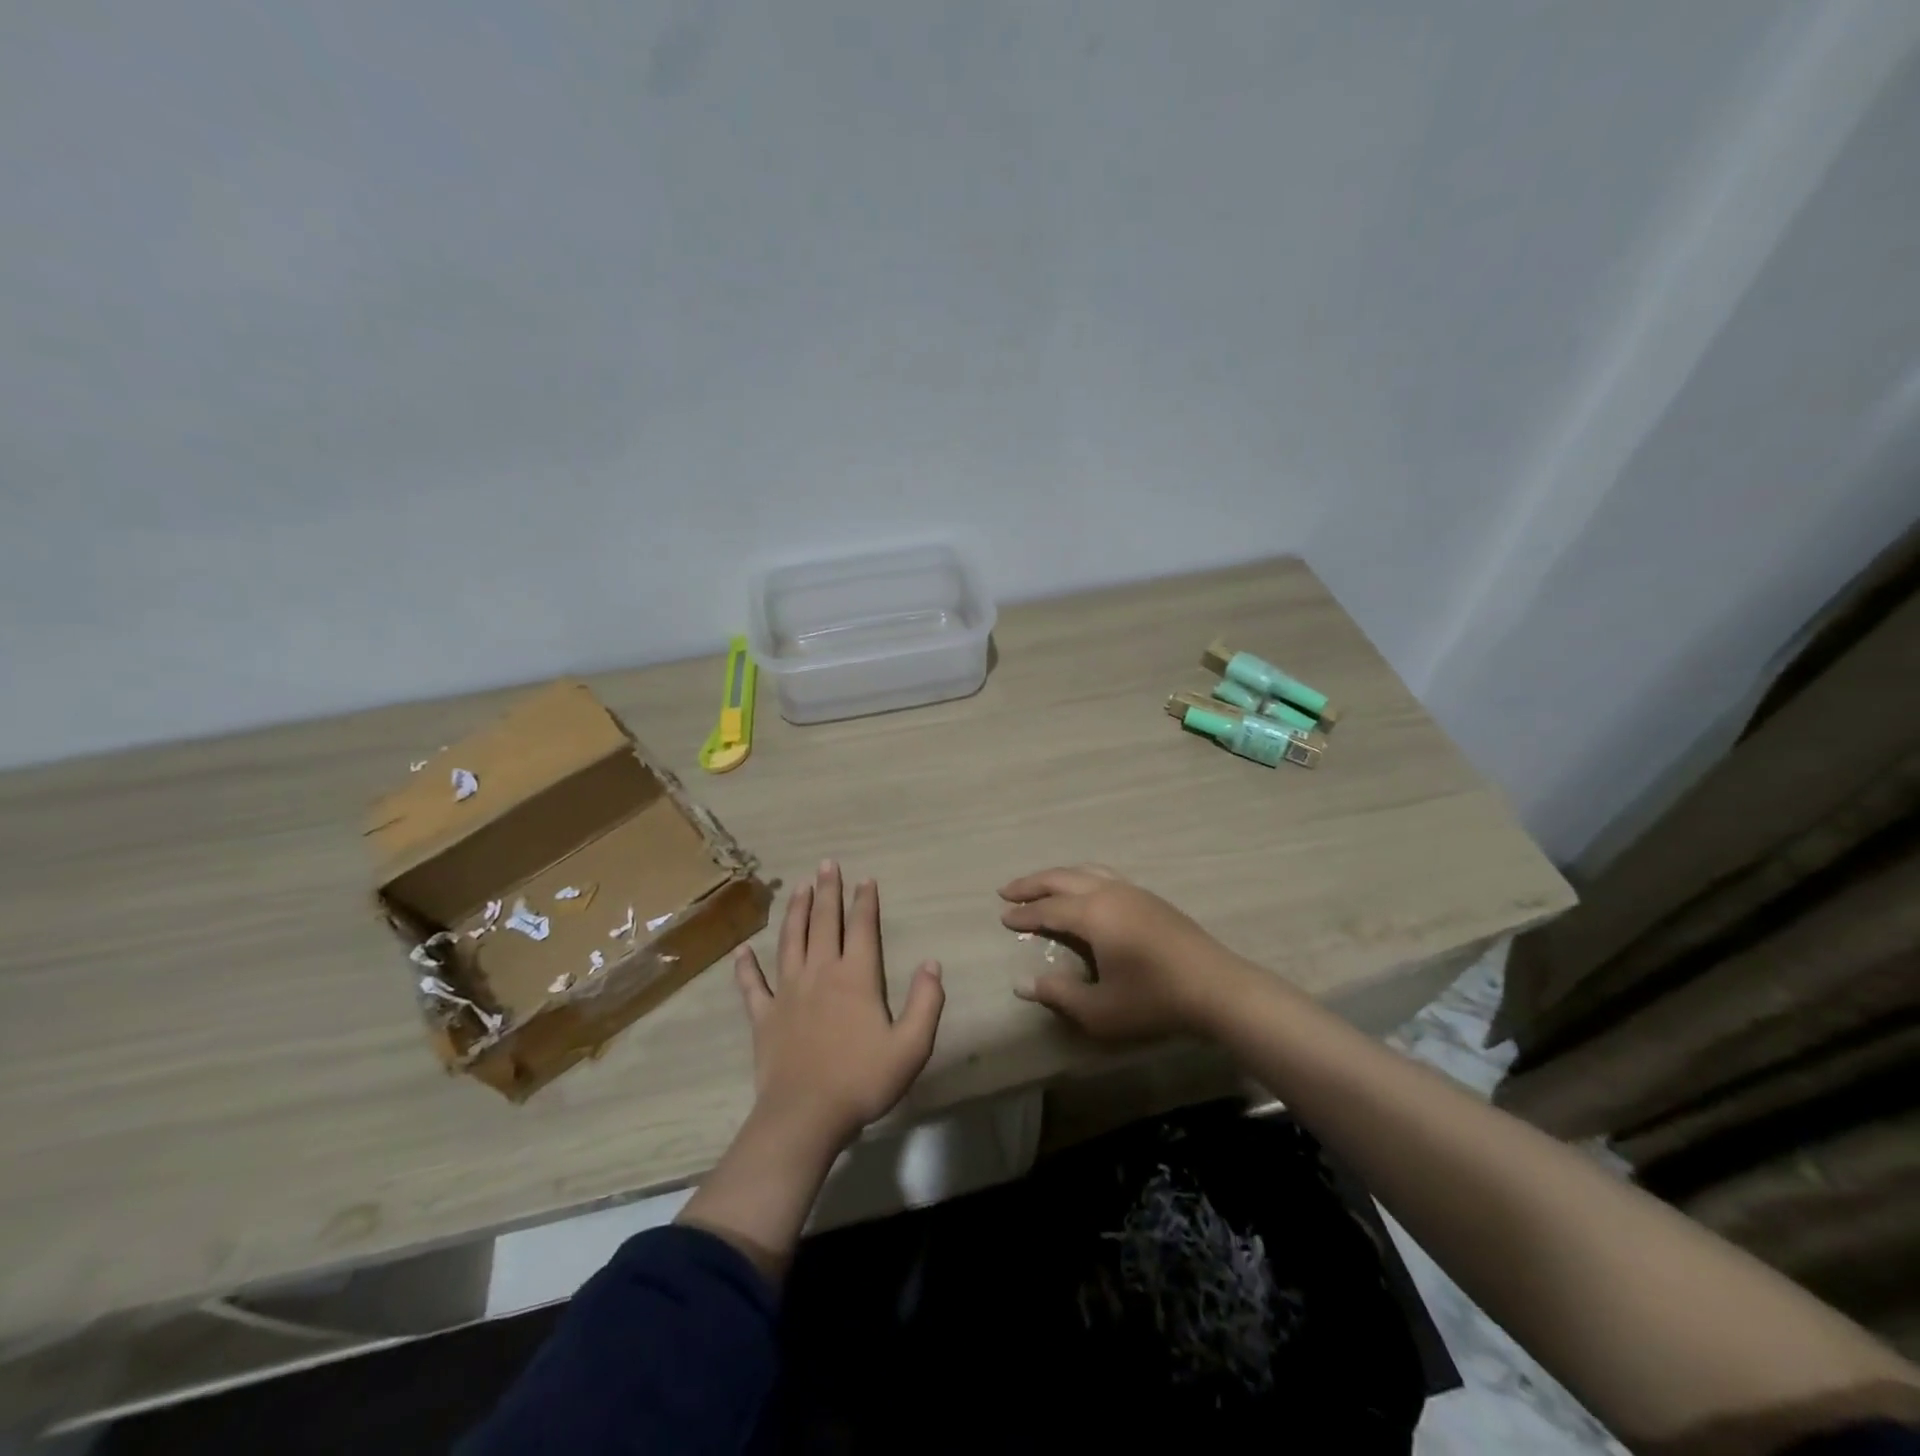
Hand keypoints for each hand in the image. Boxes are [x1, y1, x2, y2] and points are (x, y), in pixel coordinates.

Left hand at [734, 861, 945, 1151]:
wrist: (805, 1116)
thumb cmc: (862, 1080)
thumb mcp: (911, 1046)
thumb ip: (925, 1002)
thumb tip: (931, 963)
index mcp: (856, 977)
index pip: (862, 928)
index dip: (865, 902)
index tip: (865, 879)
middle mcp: (820, 973)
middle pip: (824, 923)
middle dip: (828, 892)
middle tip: (826, 864)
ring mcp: (788, 992)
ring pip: (790, 941)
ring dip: (796, 912)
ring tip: (799, 888)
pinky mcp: (764, 1016)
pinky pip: (752, 985)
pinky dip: (746, 966)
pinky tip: (742, 950)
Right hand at [1000, 865, 1244, 1041]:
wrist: (1217, 989)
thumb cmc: (1154, 1000)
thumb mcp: (1099, 1010)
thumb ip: (1058, 995)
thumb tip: (1022, 983)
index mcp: (1094, 914)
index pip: (1048, 909)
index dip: (1023, 914)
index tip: (1003, 917)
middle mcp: (1110, 892)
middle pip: (1062, 878)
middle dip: (1033, 883)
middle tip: (1007, 890)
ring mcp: (1133, 892)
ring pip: (1086, 871)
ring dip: (1058, 875)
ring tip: (1041, 885)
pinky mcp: (1151, 899)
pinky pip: (1105, 875)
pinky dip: (1082, 877)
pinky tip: (1084, 891)